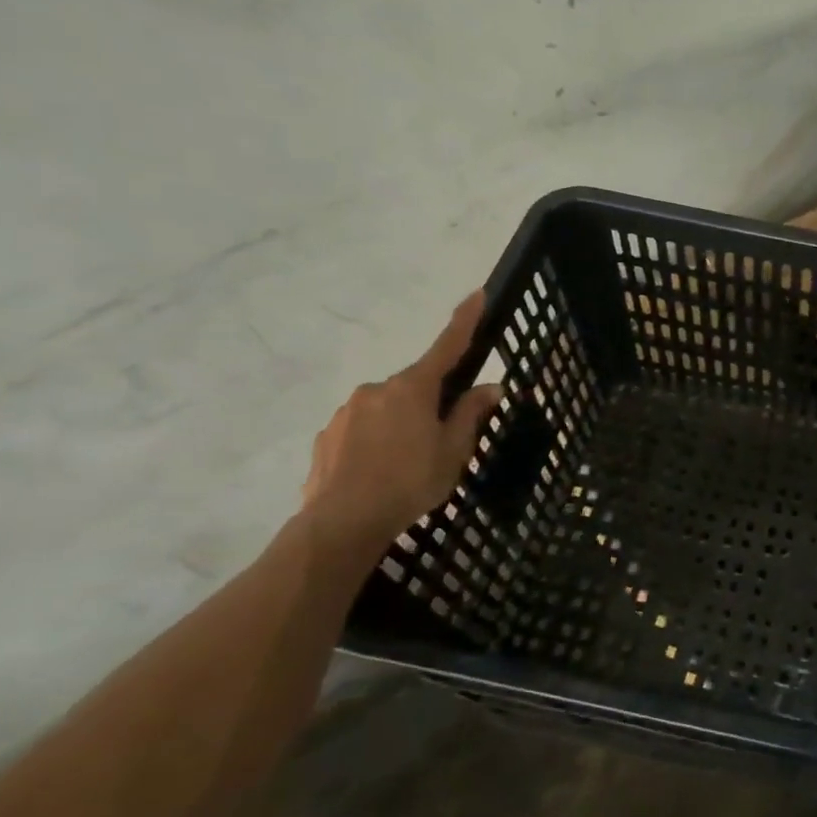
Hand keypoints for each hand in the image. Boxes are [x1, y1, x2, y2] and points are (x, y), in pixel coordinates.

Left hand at [300, 290, 503, 560]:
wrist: (342, 522)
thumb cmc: (410, 482)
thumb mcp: (453, 450)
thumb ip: (470, 415)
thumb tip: (489, 388)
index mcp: (413, 388)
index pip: (446, 347)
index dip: (464, 321)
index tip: (476, 294)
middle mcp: (377, 389)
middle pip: (415, 386)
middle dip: (430, 403)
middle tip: (441, 440)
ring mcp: (347, 411)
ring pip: (387, 408)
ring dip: (401, 424)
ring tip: (407, 464)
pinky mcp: (327, 435)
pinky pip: (362, 429)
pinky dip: (376, 441)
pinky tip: (380, 472)